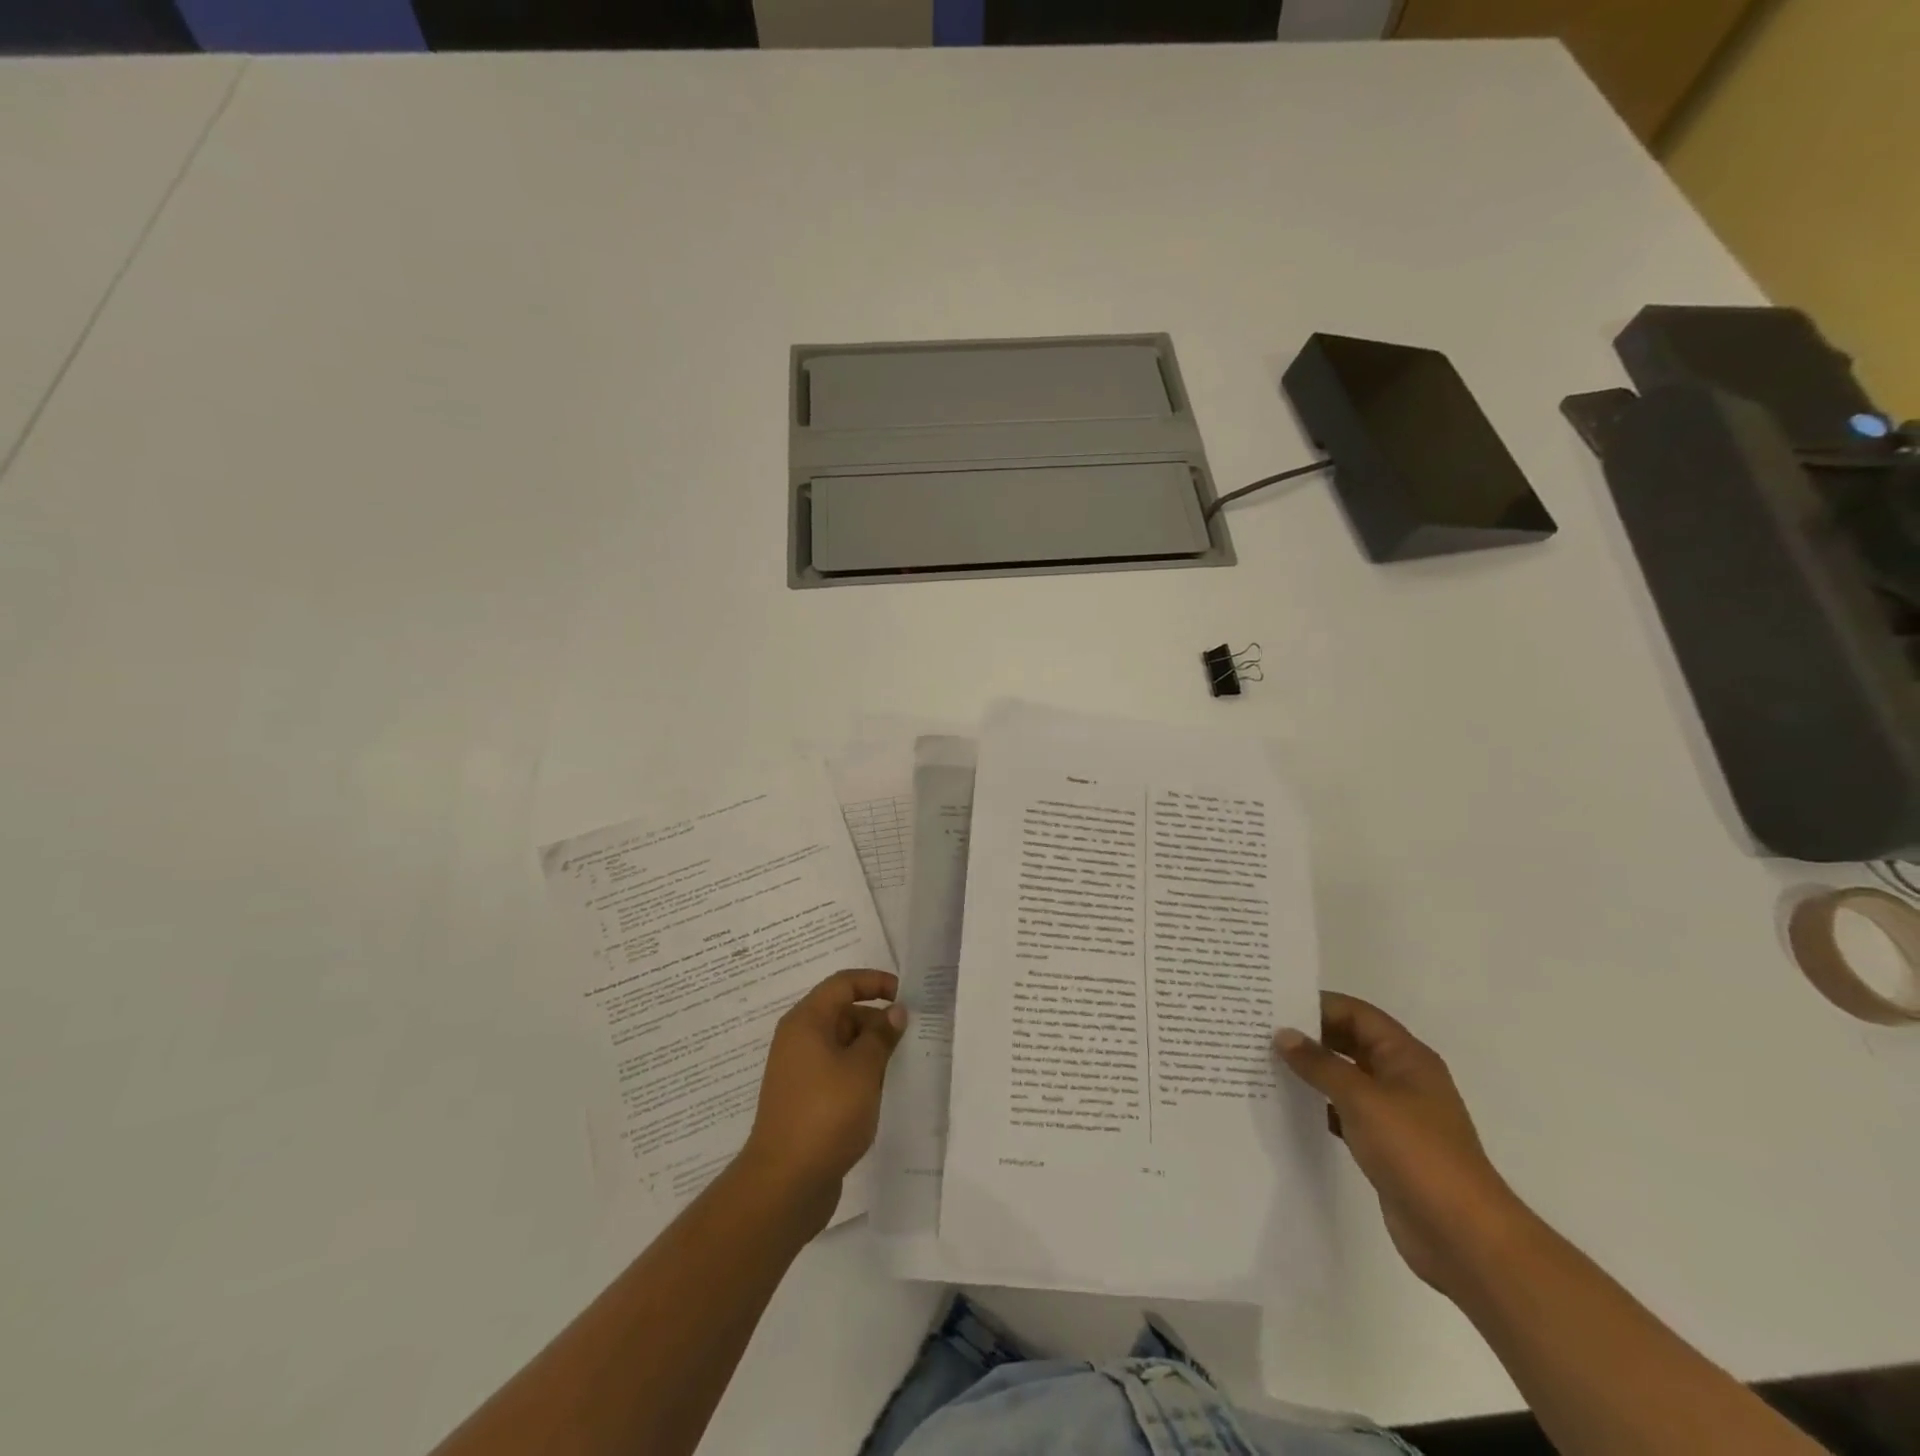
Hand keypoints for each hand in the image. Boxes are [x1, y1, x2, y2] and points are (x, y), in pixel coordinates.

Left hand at [739, 969, 906, 1222]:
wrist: (785, 1183)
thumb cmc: (825, 1114)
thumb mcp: (863, 1069)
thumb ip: (881, 1036)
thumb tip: (894, 1012)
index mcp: (807, 1022)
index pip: (842, 984)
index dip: (874, 982)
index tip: (905, 994)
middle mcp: (799, 1040)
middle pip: (842, 1013)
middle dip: (877, 1020)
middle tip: (911, 1035)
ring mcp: (800, 1072)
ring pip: (842, 1045)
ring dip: (871, 1049)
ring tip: (903, 1063)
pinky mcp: (805, 1100)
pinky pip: (837, 1072)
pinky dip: (860, 1073)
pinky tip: (883, 1090)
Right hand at [1275, 992, 1529, 1298]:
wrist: (1463, 1237)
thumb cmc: (1416, 1153)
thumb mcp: (1362, 1099)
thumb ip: (1320, 1064)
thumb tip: (1283, 1035)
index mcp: (1407, 1057)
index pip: (1357, 1014)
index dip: (1318, 1005)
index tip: (1274, 1006)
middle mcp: (1402, 1078)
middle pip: (1351, 1042)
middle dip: (1311, 1037)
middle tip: (1262, 1032)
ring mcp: (1395, 1114)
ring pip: (1346, 1078)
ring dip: (1312, 1071)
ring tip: (1266, 1065)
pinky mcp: (1386, 1146)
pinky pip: (1345, 1112)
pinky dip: (1320, 1105)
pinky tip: (1289, 1107)